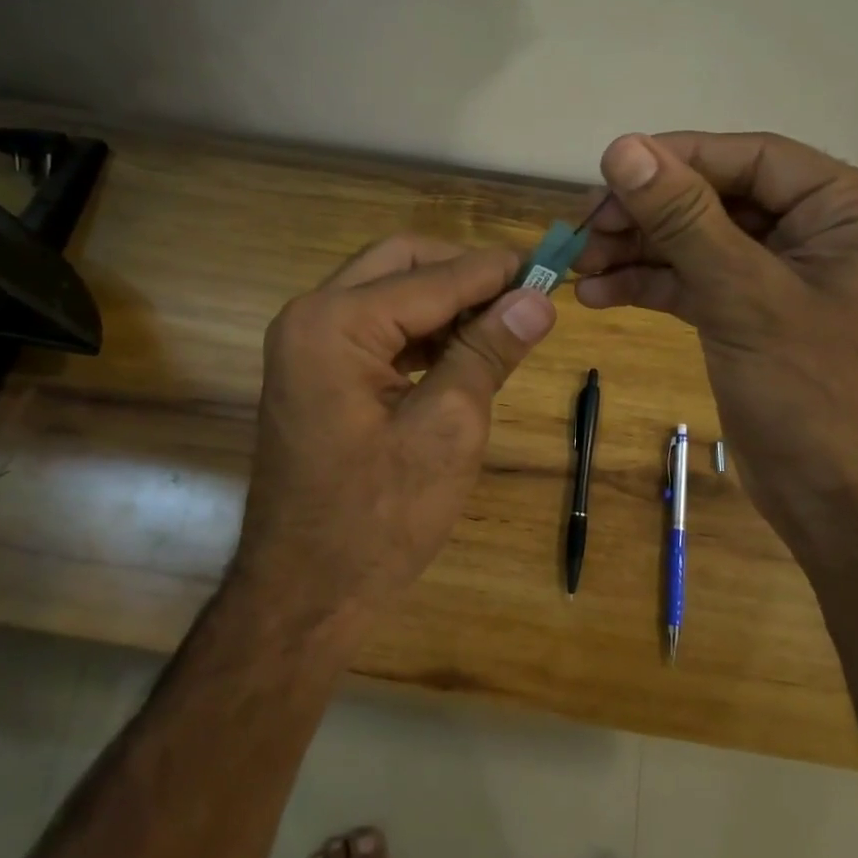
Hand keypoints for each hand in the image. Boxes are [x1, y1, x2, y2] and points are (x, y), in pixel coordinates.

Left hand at [234, 234, 556, 625]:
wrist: (304, 594)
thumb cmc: (378, 519)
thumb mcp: (448, 429)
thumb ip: (488, 351)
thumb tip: (539, 297)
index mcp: (335, 322)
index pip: (433, 277)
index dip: (496, 270)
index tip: (553, 267)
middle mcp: (310, 316)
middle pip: (401, 263)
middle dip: (464, 272)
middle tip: (524, 292)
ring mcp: (306, 344)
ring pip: (389, 290)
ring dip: (445, 299)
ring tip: (503, 322)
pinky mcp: (315, 370)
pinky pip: (375, 327)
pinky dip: (421, 329)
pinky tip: (462, 349)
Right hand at [572, 132, 857, 550]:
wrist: (841, 509)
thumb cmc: (813, 396)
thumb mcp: (743, 297)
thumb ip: (683, 217)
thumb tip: (623, 147)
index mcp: (853, 211)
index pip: (754, 158)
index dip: (677, 158)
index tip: (607, 170)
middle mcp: (824, 231)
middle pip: (721, 197)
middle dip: (649, 213)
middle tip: (584, 227)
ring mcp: (787, 274)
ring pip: (701, 240)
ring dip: (639, 250)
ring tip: (579, 264)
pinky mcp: (756, 311)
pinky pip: (698, 280)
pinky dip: (651, 284)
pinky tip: (598, 294)